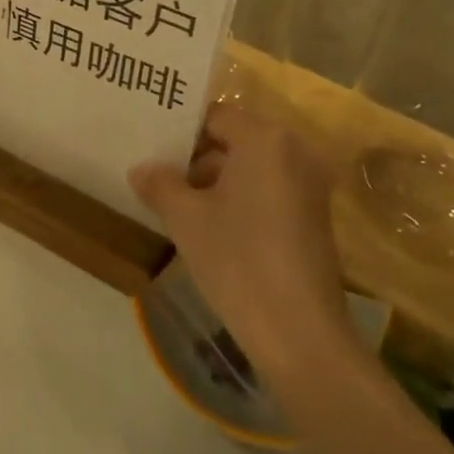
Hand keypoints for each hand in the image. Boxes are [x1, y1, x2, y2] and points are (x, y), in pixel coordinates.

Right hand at [128, 103, 356, 383]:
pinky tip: (207, 226)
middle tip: (156, 173)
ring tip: (174, 202)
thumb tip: (140, 169)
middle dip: (194, 157)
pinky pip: (267, 191)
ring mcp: (308, 186)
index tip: (150, 147)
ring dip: (214, 181)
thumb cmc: (238, 260)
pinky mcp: (313, 217)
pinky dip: (239, 199)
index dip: (180, 131)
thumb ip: (159, 184)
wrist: (300, 336)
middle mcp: (293, 152)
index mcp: (265, 139)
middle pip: (234, 140)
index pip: (214, 116)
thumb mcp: (185, 218)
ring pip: (250, 168)